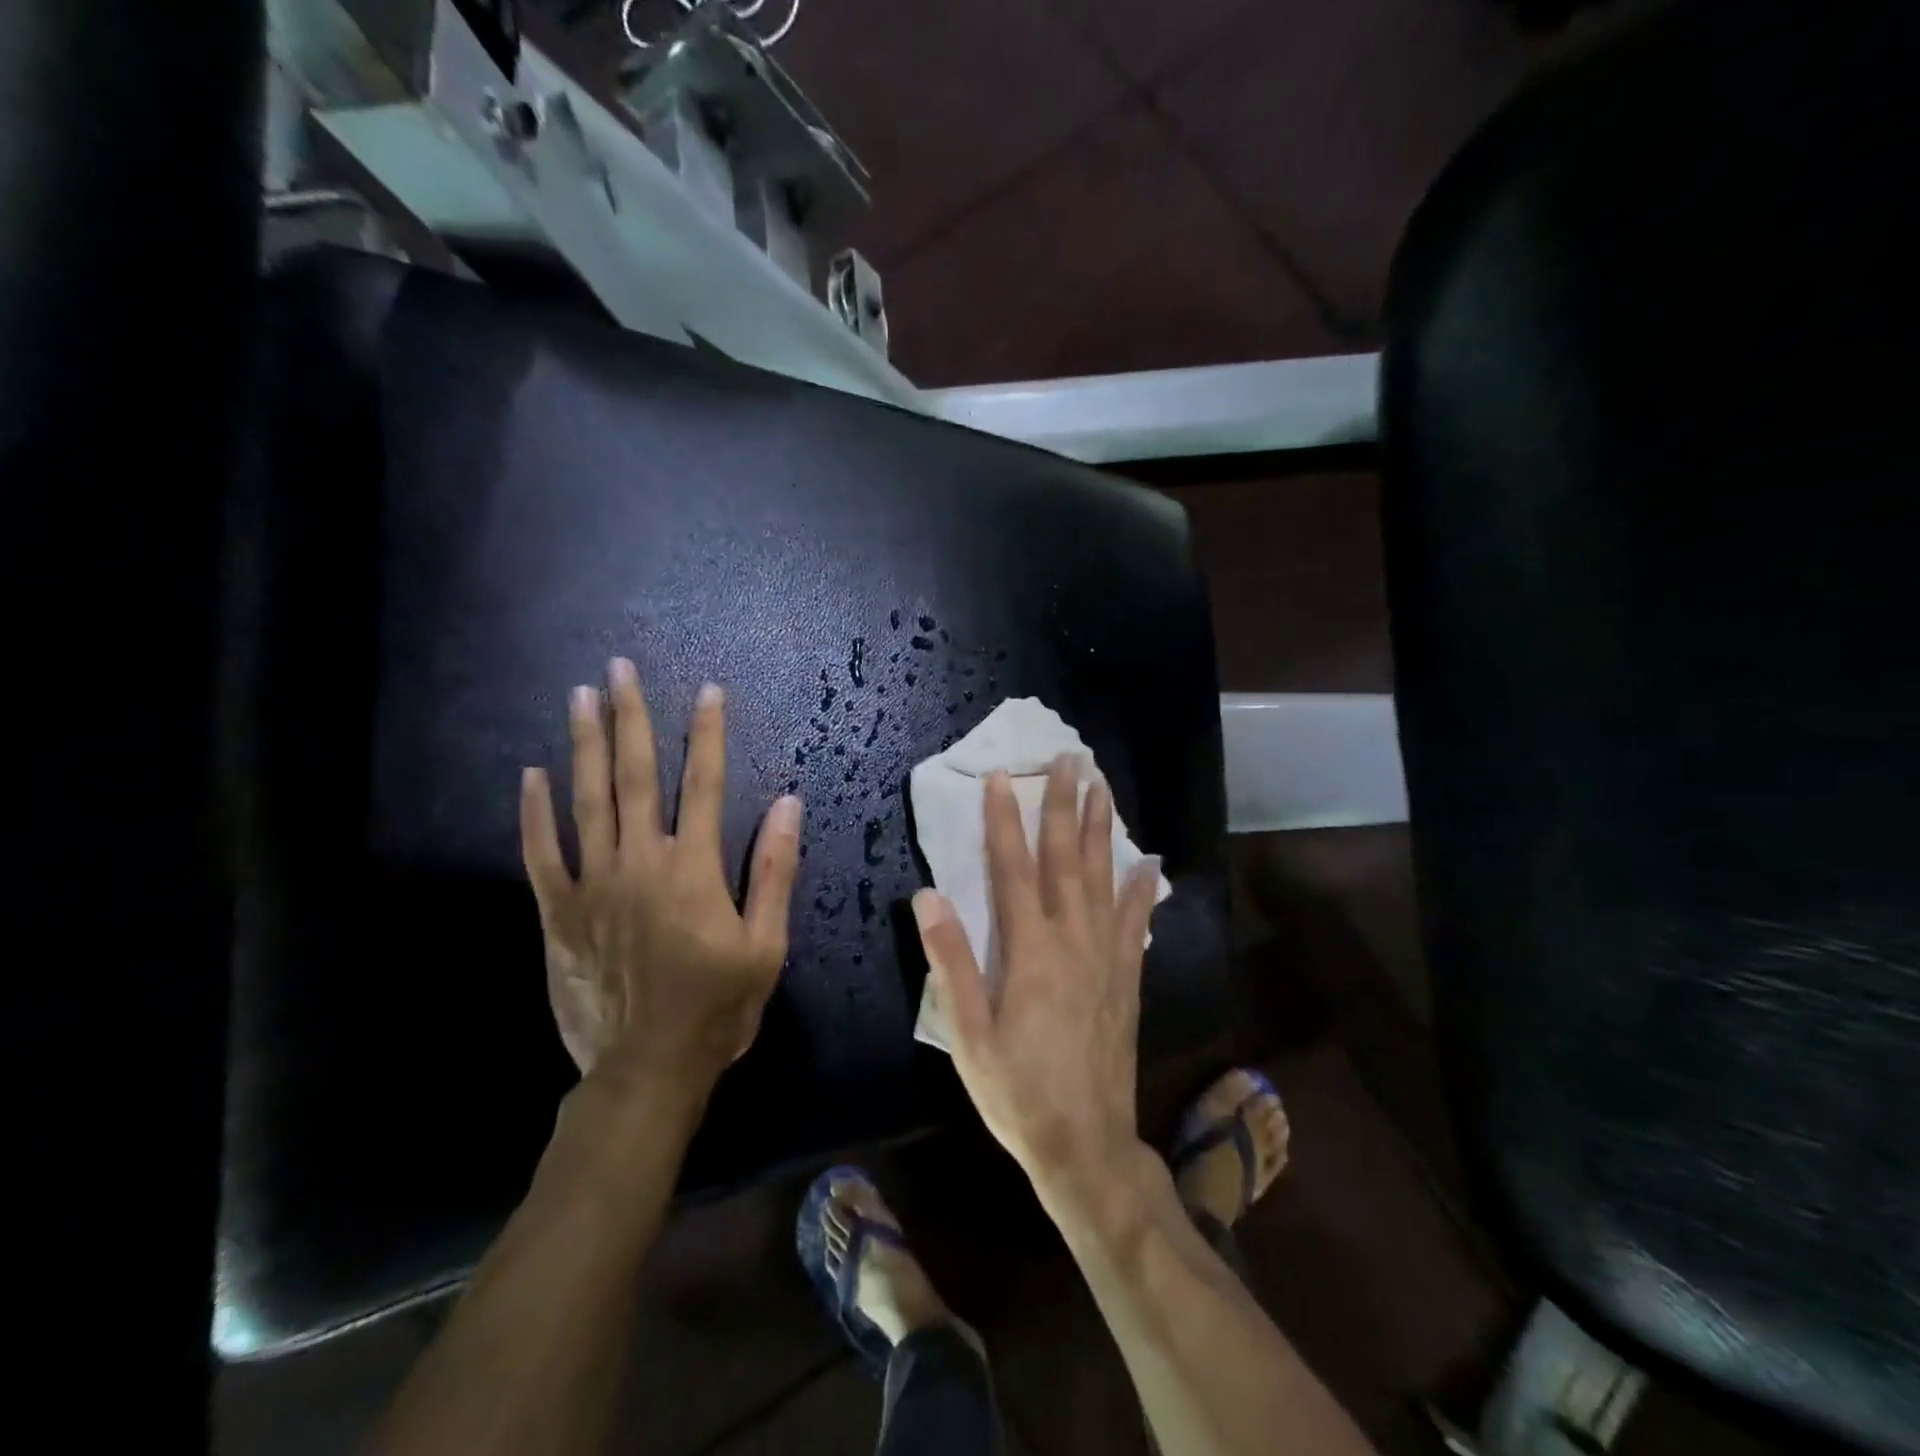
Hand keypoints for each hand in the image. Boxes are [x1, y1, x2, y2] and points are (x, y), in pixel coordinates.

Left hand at [521, 658, 802, 1092]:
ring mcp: (593, 885)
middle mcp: (641, 862)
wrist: (647, 1069)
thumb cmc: (719, 1006)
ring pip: (588, 801)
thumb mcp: (767, 944)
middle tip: (620, 669)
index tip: (708, 690)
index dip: (708, 734)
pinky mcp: (558, 913)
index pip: (706, 784)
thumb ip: (776, 871)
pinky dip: (535, 813)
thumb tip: (789, 803)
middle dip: (630, 718)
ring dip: (586, 745)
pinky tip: (533, 774)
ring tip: (580, 697)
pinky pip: (542, 854)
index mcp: (695, 868)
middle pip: (636, 776)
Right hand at [912, 756, 1160, 1192]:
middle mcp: (1073, 941)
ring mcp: (1107, 957)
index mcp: (1030, 951)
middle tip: (1070, 759)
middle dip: (1065, 806)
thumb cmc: (1016, 1091)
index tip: (1003, 777)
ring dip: (1102, 830)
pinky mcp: (1128, 978)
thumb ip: (950, 963)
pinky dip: (1142, 888)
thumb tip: (928, 896)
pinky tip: (1148, 862)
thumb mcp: (968, 1035)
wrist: (1086, 1144)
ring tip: (1103, 788)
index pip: (1014, 869)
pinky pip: (1137, 922)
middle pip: (1067, 859)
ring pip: (1104, 878)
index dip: (1005, 820)